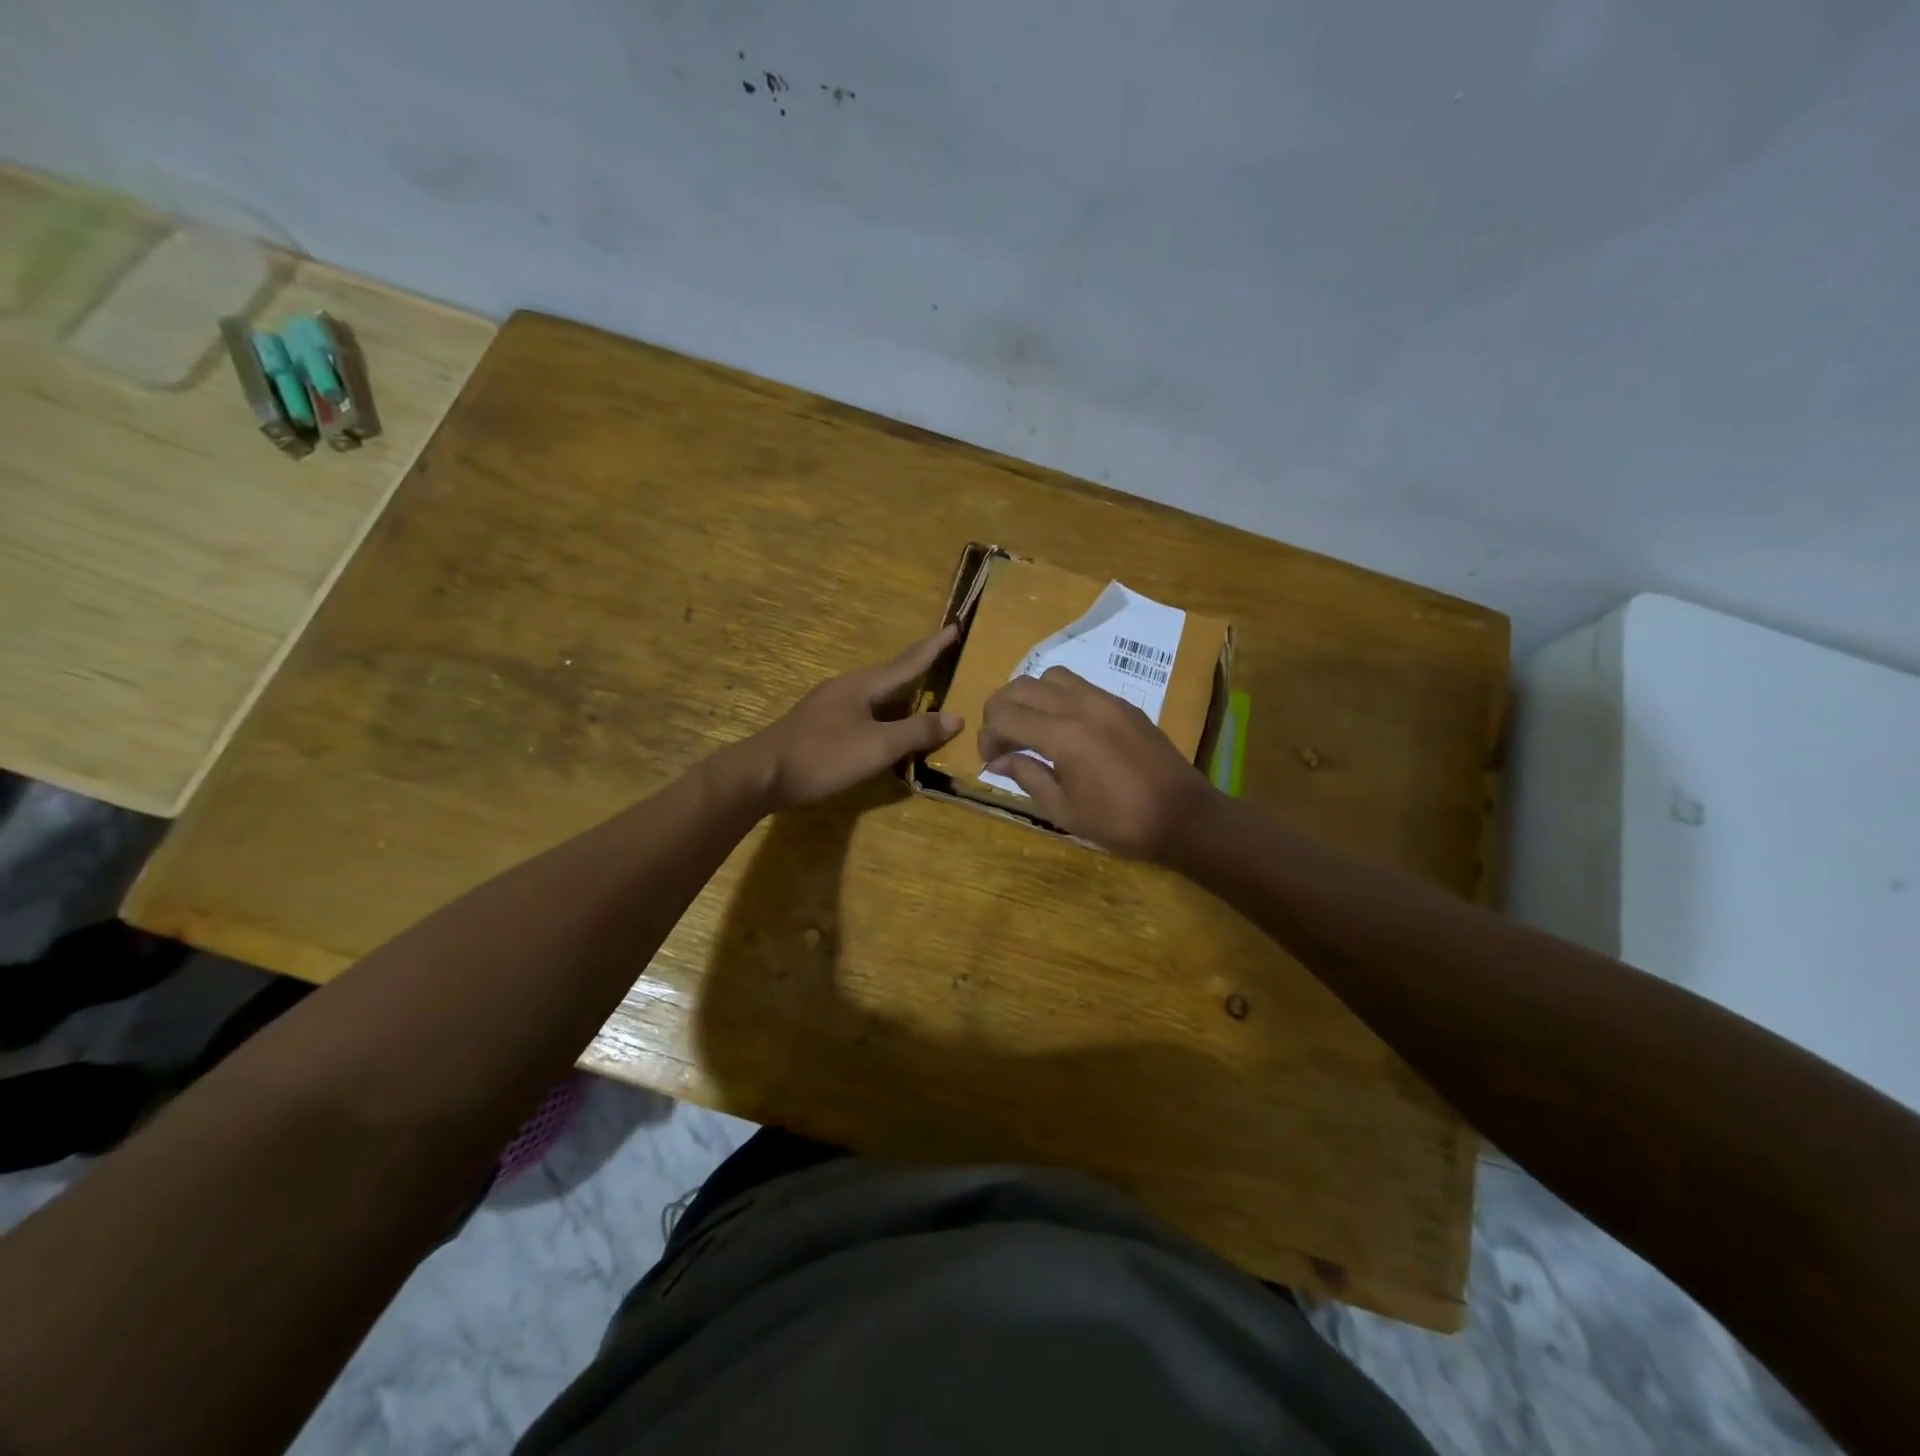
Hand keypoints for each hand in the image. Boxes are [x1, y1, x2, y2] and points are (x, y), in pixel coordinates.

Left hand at [744, 626, 962, 810]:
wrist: (761, 775)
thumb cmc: (823, 756)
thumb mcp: (877, 746)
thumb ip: (917, 731)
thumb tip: (956, 717)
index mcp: (863, 685)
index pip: (908, 662)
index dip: (934, 647)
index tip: (954, 627)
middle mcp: (846, 687)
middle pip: (891, 676)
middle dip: (918, 670)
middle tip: (945, 662)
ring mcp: (829, 706)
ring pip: (875, 696)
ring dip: (901, 697)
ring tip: (923, 697)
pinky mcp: (819, 726)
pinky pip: (862, 713)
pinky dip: (883, 718)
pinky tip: (885, 731)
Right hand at [979, 666, 1216, 860]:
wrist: (1183, 815)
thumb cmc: (1120, 822)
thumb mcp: (1063, 810)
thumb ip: (1027, 777)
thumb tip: (1000, 760)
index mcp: (1063, 736)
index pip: (1005, 716)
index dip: (987, 735)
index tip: (990, 760)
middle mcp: (1081, 706)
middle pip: (1021, 686)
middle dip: (1000, 710)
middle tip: (1001, 740)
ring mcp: (1105, 700)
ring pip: (1050, 676)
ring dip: (1029, 697)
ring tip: (1030, 727)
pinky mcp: (1122, 703)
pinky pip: (1079, 685)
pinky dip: (1057, 697)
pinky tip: (1062, 727)